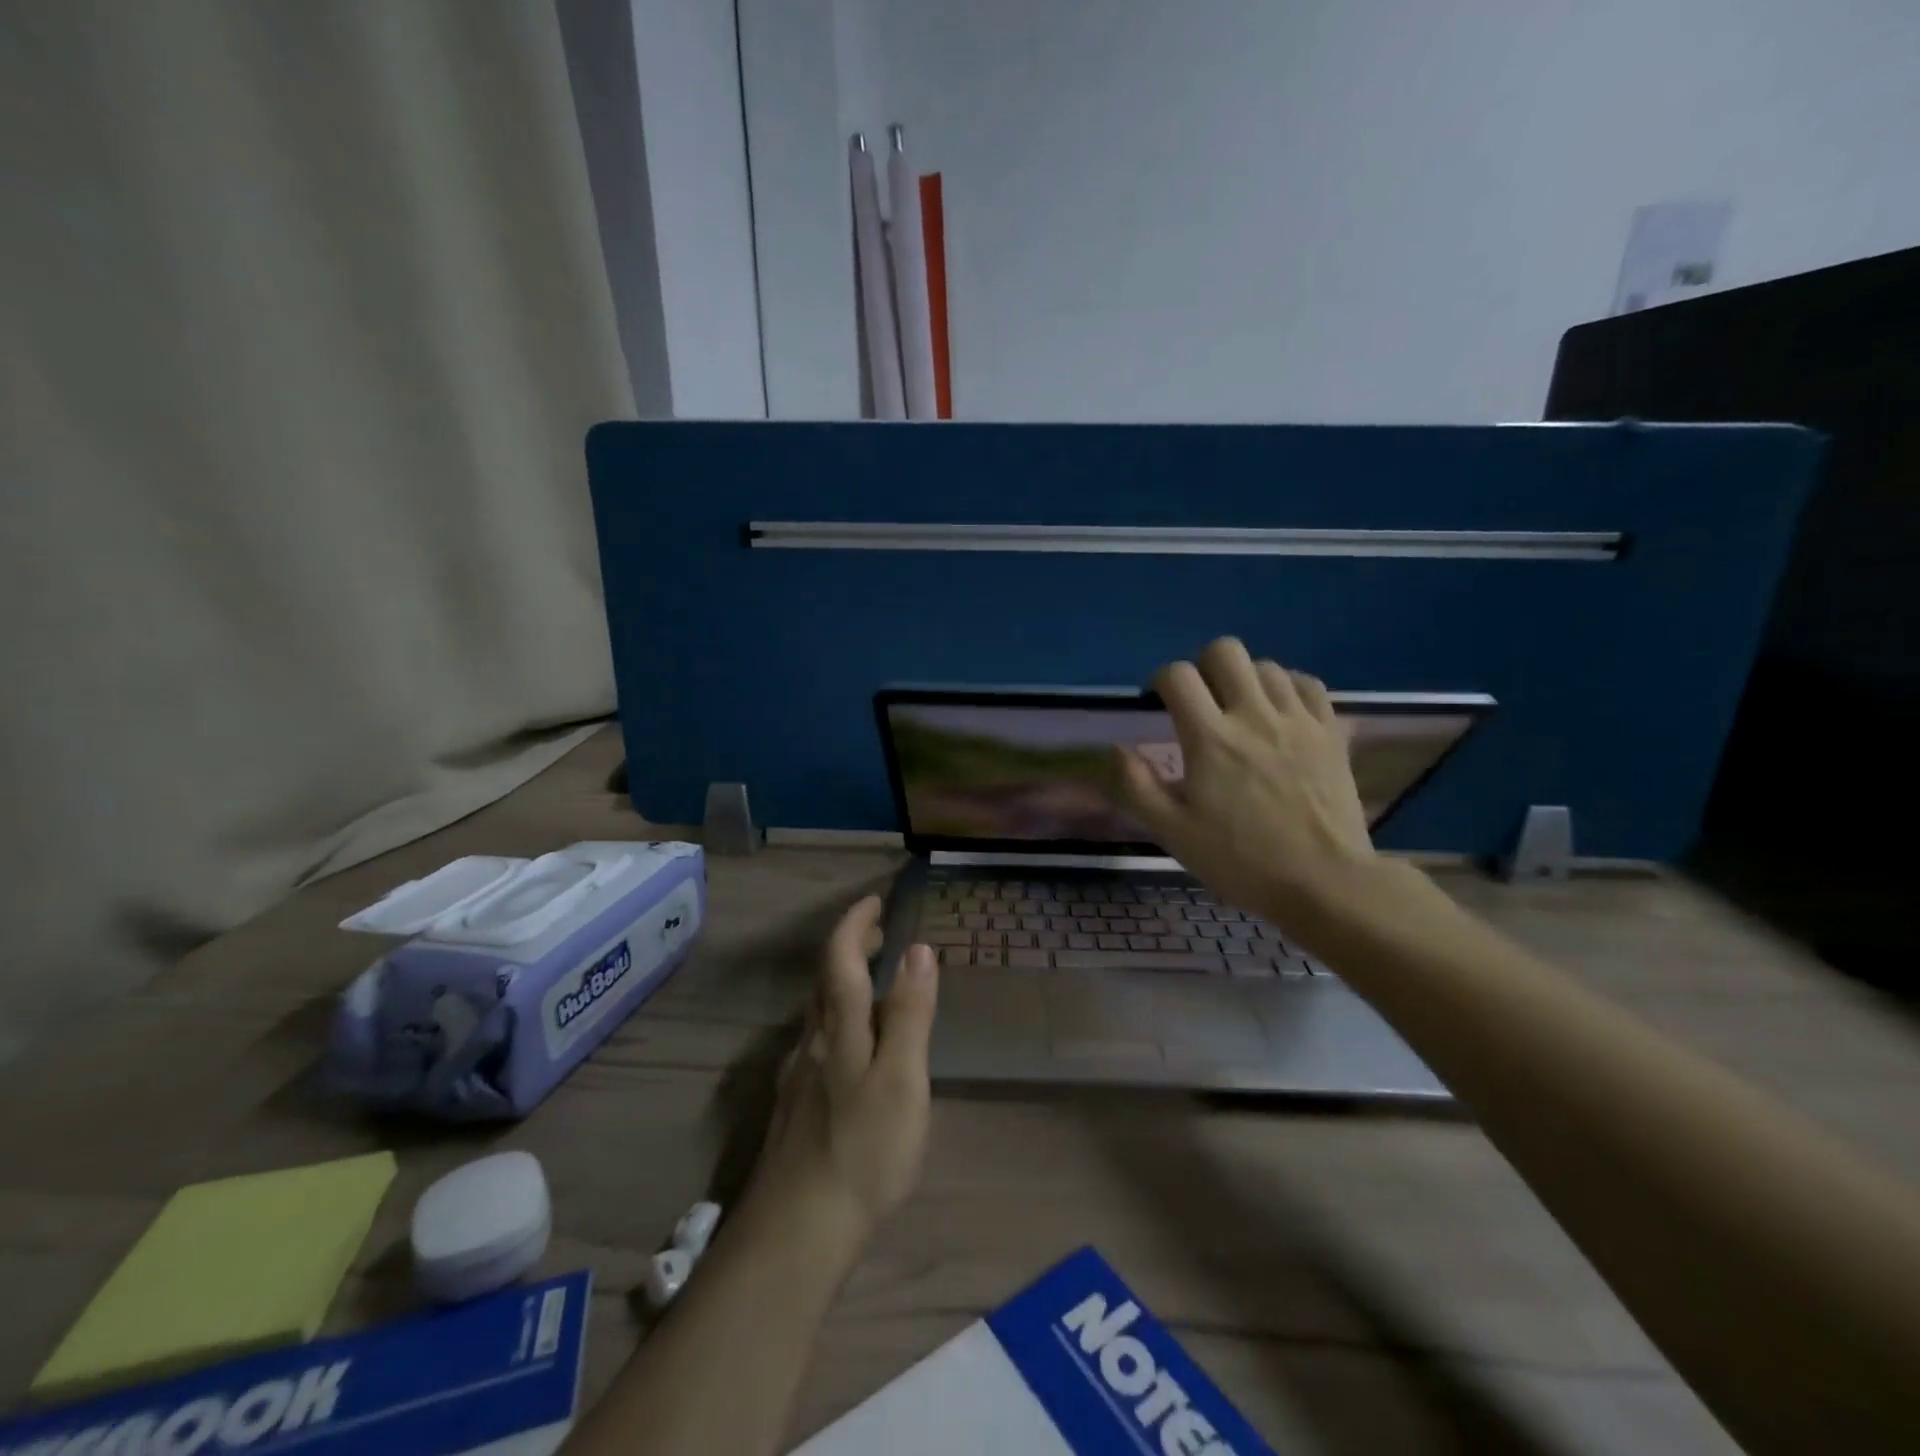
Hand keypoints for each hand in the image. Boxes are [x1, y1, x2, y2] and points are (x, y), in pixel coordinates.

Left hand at [745, 896, 938, 1248]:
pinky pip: (817, 1042)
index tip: (873, 902)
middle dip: (848, 948)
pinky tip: (850, 1047)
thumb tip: (917, 949)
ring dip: (842, 983)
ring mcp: (798, 1077)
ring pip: (818, 1013)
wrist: (795, 1234)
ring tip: (871, 981)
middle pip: (824, 980)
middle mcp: (811, 1042)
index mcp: (838, 1028)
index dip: (854, 924)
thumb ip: (908, 1014)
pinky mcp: (795, 1108)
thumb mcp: (901, 1079)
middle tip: (877, 934)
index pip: (839, 957)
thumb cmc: (862, 1150)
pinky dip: (838, 1020)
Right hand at [1114, 637, 1378, 926]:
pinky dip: (1288, 688)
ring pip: (1266, 666)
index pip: (1178, 676)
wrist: (1324, 882)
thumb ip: (1138, 786)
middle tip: (1202, 701)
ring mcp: (1298, 720)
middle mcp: (1253, 716)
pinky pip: (1307, 684)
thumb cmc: (1241, 861)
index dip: (1162, 681)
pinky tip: (1280, 712)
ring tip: (1241, 710)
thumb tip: (1118, 748)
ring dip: (1245, 680)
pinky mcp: (1331, 731)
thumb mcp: (1174, 833)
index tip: (1161, 703)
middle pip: (1225, 651)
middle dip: (1204, 667)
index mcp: (1210, 739)